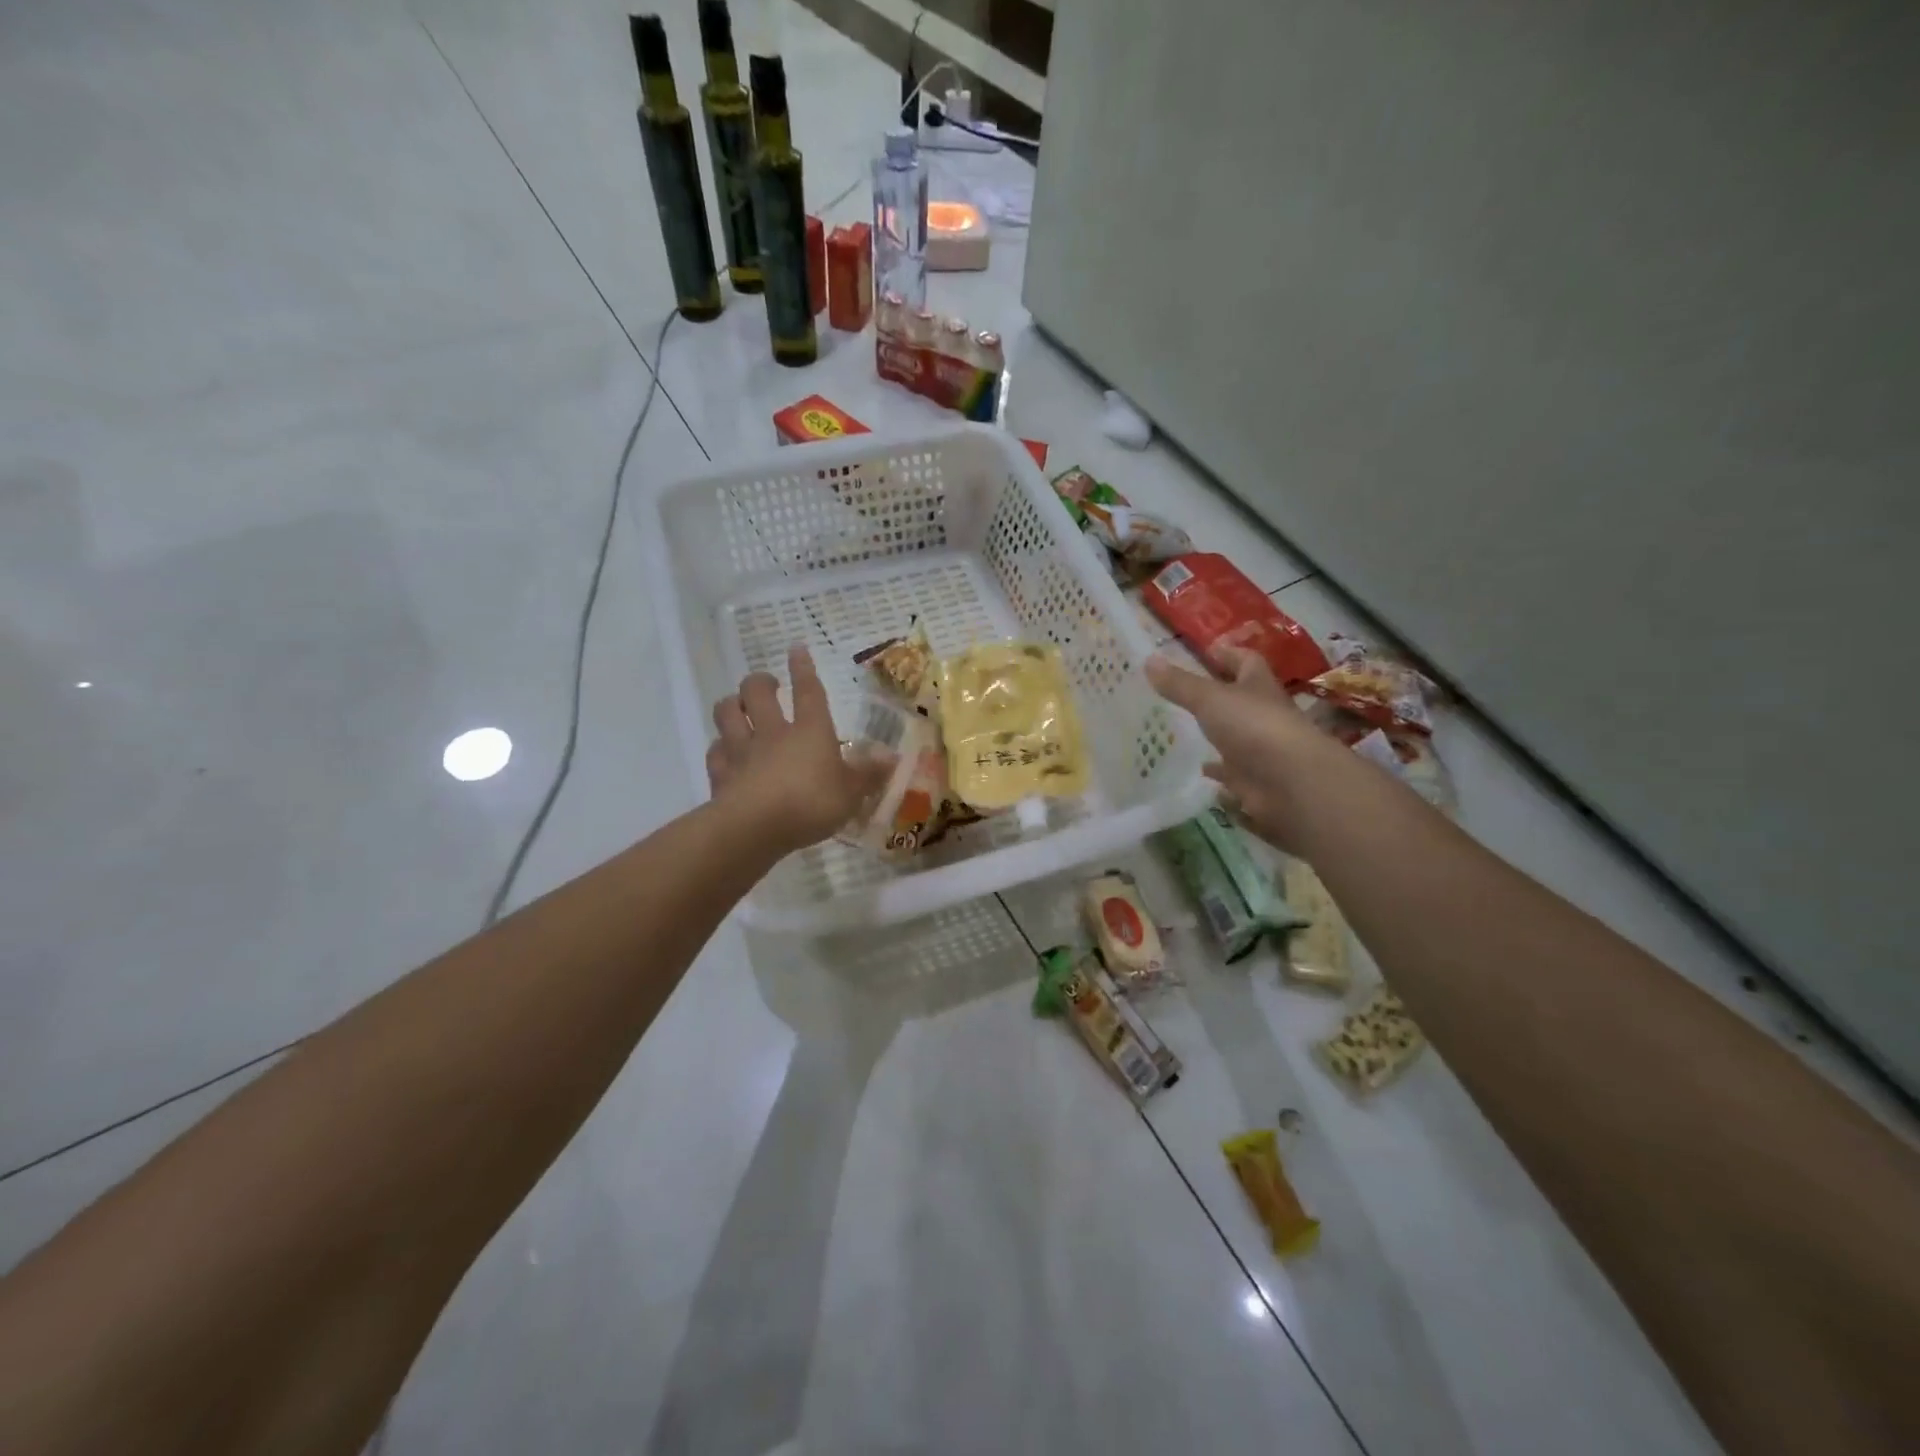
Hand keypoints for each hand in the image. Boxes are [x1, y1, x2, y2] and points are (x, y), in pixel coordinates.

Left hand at [707, 645, 894, 854]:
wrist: (755, 827)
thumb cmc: (811, 803)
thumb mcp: (851, 793)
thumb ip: (868, 774)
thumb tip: (891, 757)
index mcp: (810, 731)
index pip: (808, 691)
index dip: (803, 668)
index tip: (797, 648)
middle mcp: (773, 732)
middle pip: (757, 692)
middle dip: (760, 682)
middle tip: (767, 684)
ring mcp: (742, 751)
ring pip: (727, 713)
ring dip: (731, 705)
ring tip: (738, 708)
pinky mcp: (721, 775)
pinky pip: (714, 752)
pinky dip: (719, 749)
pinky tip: (724, 753)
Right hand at [1145, 645, 1345, 853]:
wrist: (1291, 783)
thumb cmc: (1254, 727)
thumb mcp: (1210, 699)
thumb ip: (1179, 684)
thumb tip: (1149, 659)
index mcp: (1258, 686)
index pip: (1246, 661)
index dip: (1228, 654)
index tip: (1206, 652)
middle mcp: (1262, 715)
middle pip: (1240, 699)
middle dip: (1217, 696)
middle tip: (1182, 694)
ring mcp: (1261, 749)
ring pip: (1235, 737)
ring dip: (1216, 735)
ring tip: (1183, 732)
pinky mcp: (1254, 780)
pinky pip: (1232, 773)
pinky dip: (1218, 771)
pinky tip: (1199, 770)